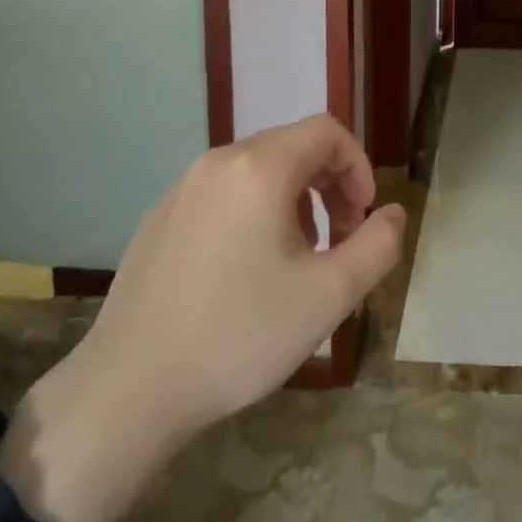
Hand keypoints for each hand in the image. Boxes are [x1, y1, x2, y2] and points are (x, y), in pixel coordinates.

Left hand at [0, 115, 405, 521]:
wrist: (128, 390)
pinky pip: (224, 192)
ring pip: (259, 170)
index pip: (328, 132)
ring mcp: (183, 187)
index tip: (364, 217)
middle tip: (340, 240)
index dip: (359, 166)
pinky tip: (246, 271)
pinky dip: (255, 211)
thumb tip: (393, 214)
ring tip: (298, 258)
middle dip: (330, 184)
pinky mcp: (160, 216)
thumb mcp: (328, 296)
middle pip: (294, 146)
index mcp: (261, 167)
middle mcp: (220, 161)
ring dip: (295, 199)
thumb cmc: (238, 335)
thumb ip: (377, 246)